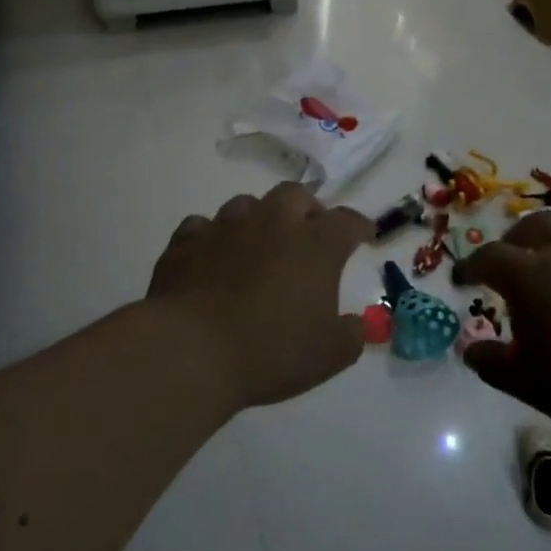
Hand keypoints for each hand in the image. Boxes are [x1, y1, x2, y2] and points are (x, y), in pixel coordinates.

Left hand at [146, 182, 374, 409]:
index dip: (359, 227)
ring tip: (259, 243)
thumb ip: (351, 335)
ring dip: (259, 218)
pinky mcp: (186, 241)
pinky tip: (213, 257)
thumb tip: (356, 324)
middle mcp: (273, 223)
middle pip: (295, 194)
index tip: (364, 236)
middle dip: (307, 209)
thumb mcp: (328, 355)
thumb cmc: (271, 352)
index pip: (347, 221)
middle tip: (309, 233)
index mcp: (316, 245)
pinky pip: (203, 226)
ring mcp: (226, 227)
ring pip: (247, 204)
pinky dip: (214, 237)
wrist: (191, 351)